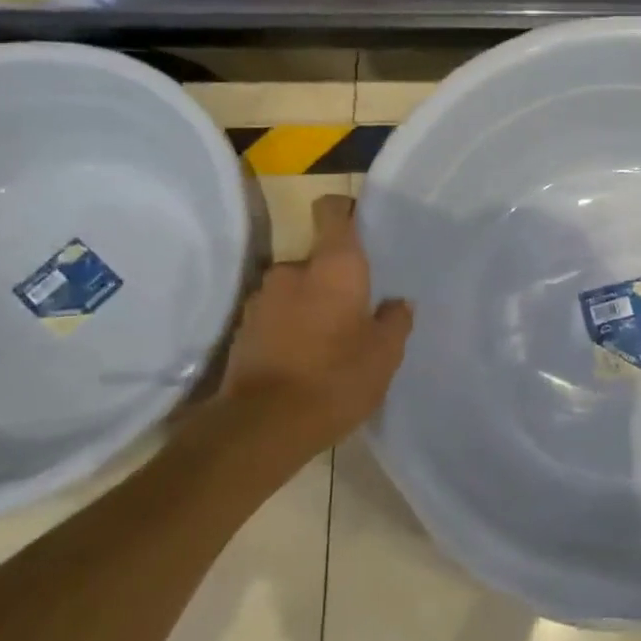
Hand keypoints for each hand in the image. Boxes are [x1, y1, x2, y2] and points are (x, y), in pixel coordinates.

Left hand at [218, 194, 412, 460]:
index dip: (346, 211)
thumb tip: (398, 303)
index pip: (333, 212)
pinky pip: (275, 317)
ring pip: (294, 291)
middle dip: (332, 281)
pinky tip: (302, 361)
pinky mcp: (242, 330)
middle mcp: (292, 271)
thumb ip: (395, 320)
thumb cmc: (335, 378)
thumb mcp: (385, 354)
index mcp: (333, 266)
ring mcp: (261, 300)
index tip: (360, 227)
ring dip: (308, 306)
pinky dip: (288, 329)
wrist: (261, 428)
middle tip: (354, 312)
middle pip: (317, 260)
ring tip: (327, 343)